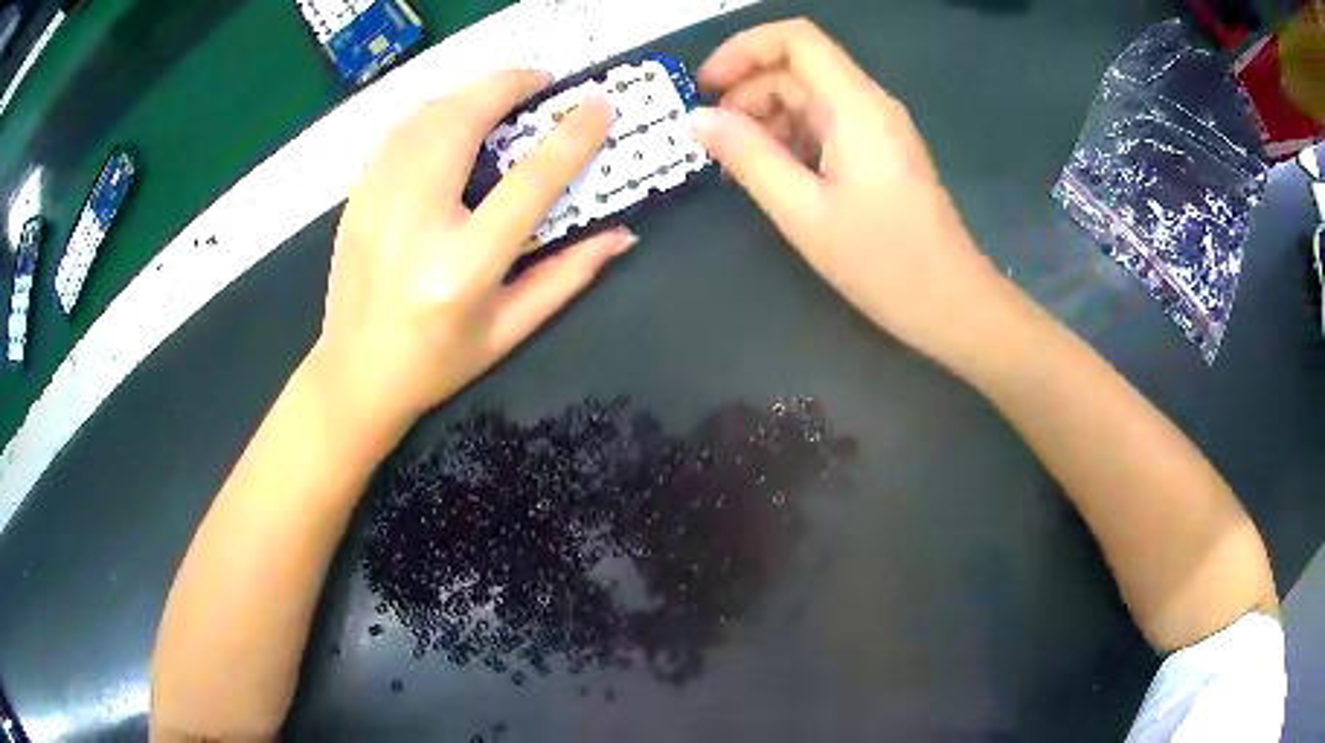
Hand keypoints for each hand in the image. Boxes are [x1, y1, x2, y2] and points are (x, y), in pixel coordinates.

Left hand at [309, 70, 632, 437]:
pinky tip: (454, 118)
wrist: (353, 375)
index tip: (598, 105)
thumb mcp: (509, 330)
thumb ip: (567, 277)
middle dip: (508, 86)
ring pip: (426, 115)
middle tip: (542, 82)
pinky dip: (434, 110)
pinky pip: (399, 131)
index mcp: (462, 267)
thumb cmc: (436, 362)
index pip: (527, 182)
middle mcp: (414, 223)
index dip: (570, 137)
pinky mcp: (356, 197)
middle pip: (463, 123)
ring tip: (502, 95)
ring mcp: (375, 204)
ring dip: (470, 93)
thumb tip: (622, 234)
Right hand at [690, 19, 997, 354]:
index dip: (743, 49)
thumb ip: (748, 157)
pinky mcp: (879, 153)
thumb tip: (697, 120)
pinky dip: (790, 139)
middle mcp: (868, 104)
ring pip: (808, 98)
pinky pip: (825, 126)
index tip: (705, 86)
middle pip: (797, 69)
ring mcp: (877, 128)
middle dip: (746, 92)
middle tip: (711, 142)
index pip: (795, 38)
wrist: (950, 304)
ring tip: (734, 166)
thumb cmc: (883, 262)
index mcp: (855, 106)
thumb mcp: (803, 211)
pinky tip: (770, 175)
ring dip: (765, 119)